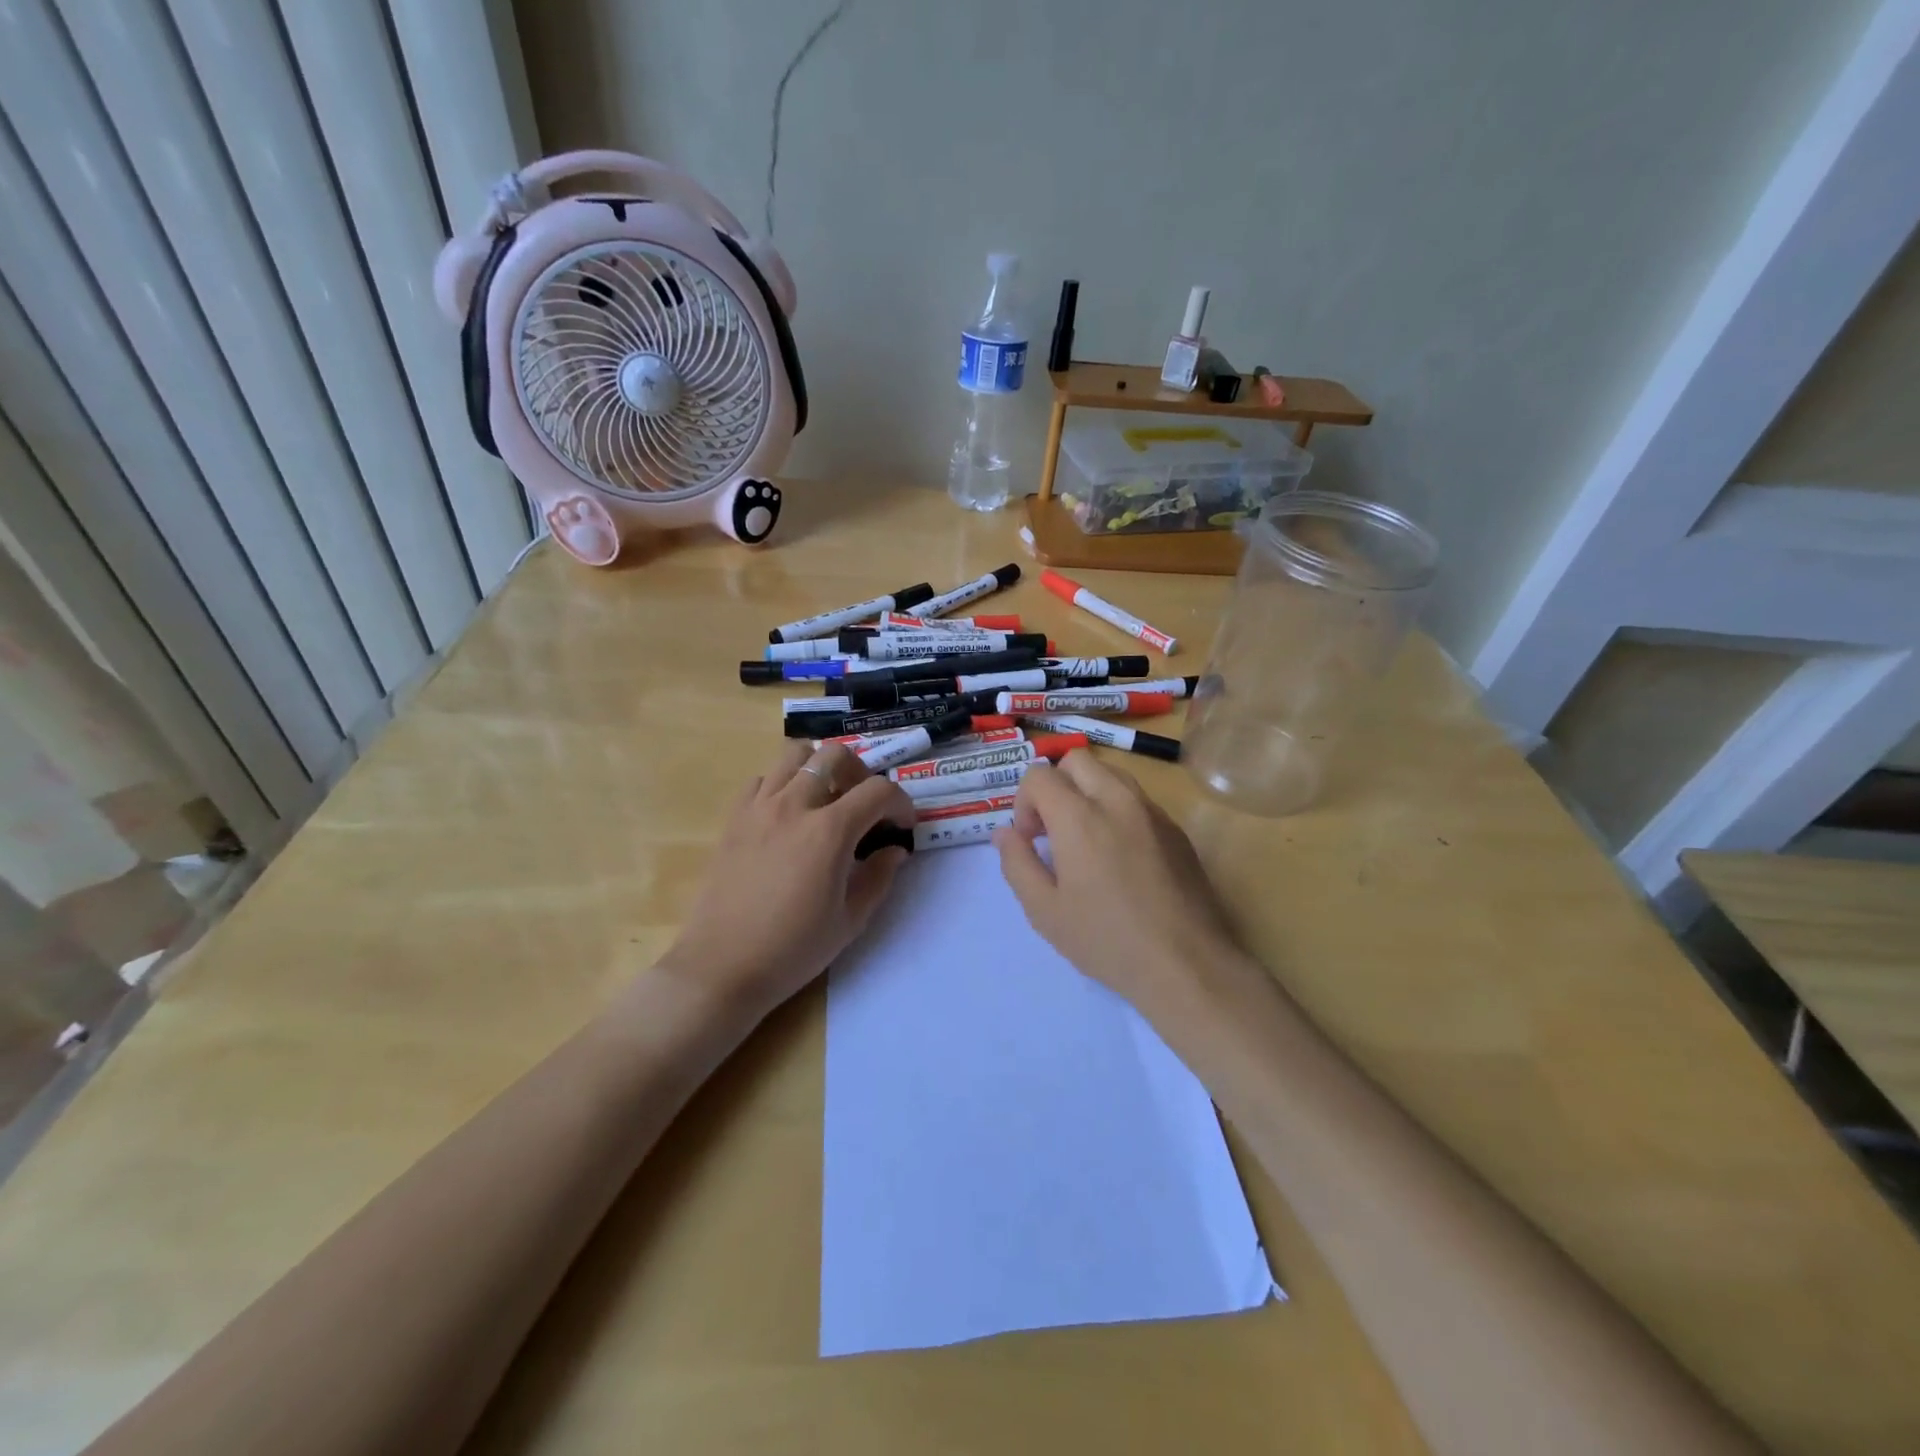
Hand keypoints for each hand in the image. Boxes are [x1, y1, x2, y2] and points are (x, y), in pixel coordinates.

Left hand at [659, 742, 913, 1014]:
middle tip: (865, 805)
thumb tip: (894, 850)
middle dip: (861, 772)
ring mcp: (759, 808)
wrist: (722, 967)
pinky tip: (790, 815)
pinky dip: (784, 784)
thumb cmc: (792, 950)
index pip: (878, 790)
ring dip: (820, 768)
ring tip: (828, 799)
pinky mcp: (734, 818)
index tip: (904, 825)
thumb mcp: (850, 920)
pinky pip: (763, 779)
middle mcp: (794, 806)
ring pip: (795, 754)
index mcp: (829, 832)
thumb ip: (878, 877)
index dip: (901, 803)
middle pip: (835, 754)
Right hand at [993, 751, 1244, 1027]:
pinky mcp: (1176, 829)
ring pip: (1111, 773)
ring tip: (1085, 840)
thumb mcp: (1044, 911)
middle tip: (1053, 831)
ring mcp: (1152, 811)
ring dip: (1088, 792)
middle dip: (1055, 786)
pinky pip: (1138, 799)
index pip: (1039, 775)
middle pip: (1076, 760)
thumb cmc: (1106, 940)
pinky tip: (1120, 857)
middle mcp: (1117, 800)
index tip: (1031, 840)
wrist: (1186, 964)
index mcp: (1079, 817)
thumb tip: (1004, 833)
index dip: (1024, 803)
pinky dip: (1117, 809)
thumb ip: (1017, 863)